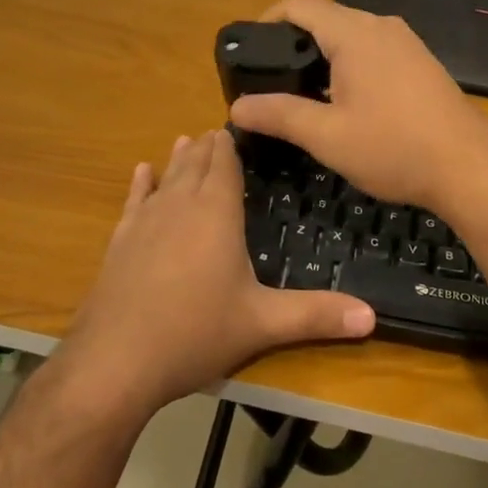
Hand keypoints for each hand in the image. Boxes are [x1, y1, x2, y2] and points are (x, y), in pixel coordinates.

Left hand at [60, 130, 375, 421]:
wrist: (115, 360)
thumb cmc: (195, 333)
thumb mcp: (262, 324)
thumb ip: (316, 315)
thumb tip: (372, 316)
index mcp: (216, 214)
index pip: (224, 165)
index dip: (231, 145)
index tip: (238, 126)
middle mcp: (179, 206)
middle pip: (194, 164)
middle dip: (207, 147)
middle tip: (217, 131)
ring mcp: (145, 222)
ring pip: (166, 178)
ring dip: (178, 159)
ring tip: (186, 139)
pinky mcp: (120, 242)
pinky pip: (134, 201)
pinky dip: (141, 184)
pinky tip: (141, 172)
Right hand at [227, 0, 487, 216]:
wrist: (469, 168)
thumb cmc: (394, 148)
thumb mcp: (327, 136)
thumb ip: (278, 115)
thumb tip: (236, 108)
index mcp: (355, 33)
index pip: (299, 5)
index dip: (267, 19)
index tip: (250, 50)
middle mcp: (382, 26)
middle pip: (325, 18)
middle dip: (293, 44)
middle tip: (270, 80)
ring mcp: (407, 43)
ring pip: (351, 36)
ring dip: (323, 57)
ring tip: (302, 96)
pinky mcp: (421, 62)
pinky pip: (374, 50)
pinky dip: (350, 65)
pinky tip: (346, 103)